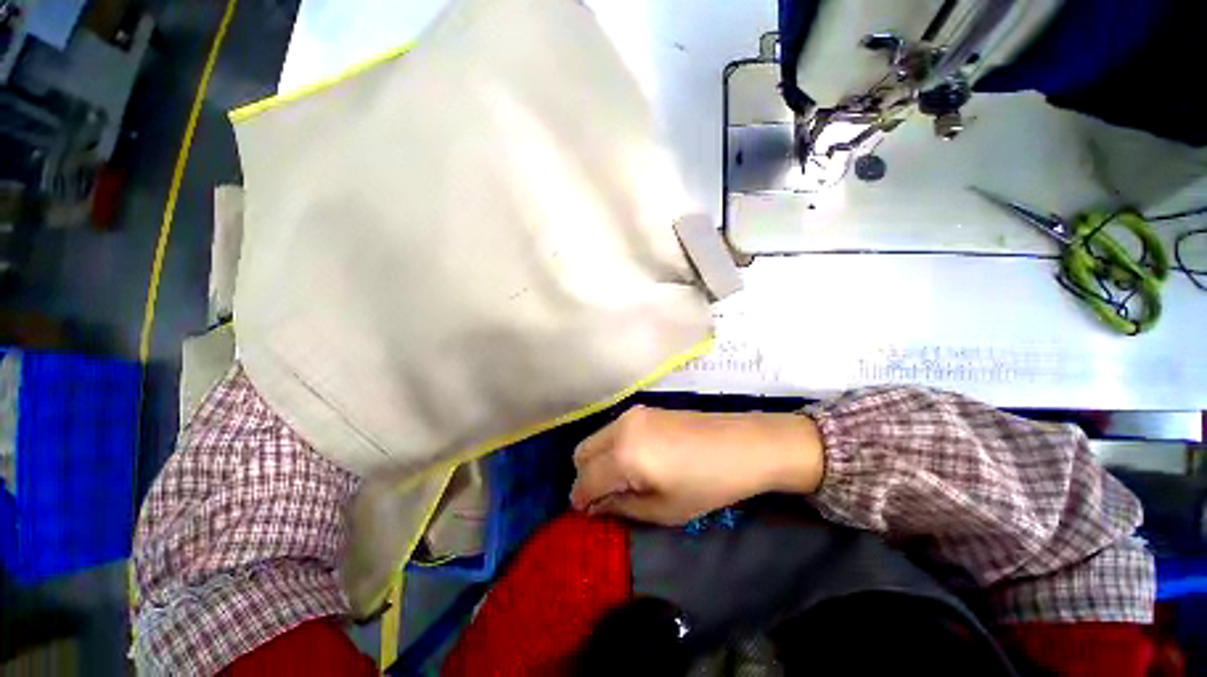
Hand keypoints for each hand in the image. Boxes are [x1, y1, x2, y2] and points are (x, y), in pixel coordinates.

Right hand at [569, 406, 824, 525]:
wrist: (742, 444)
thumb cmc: (707, 484)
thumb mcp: (664, 509)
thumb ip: (621, 507)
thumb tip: (595, 505)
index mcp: (623, 455)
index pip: (585, 480)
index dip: (580, 500)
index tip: (586, 514)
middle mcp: (620, 428)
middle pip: (581, 453)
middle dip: (584, 478)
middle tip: (603, 498)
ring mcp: (631, 414)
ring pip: (595, 438)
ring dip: (597, 461)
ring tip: (621, 481)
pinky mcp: (642, 409)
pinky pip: (612, 430)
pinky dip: (611, 448)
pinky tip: (633, 461)